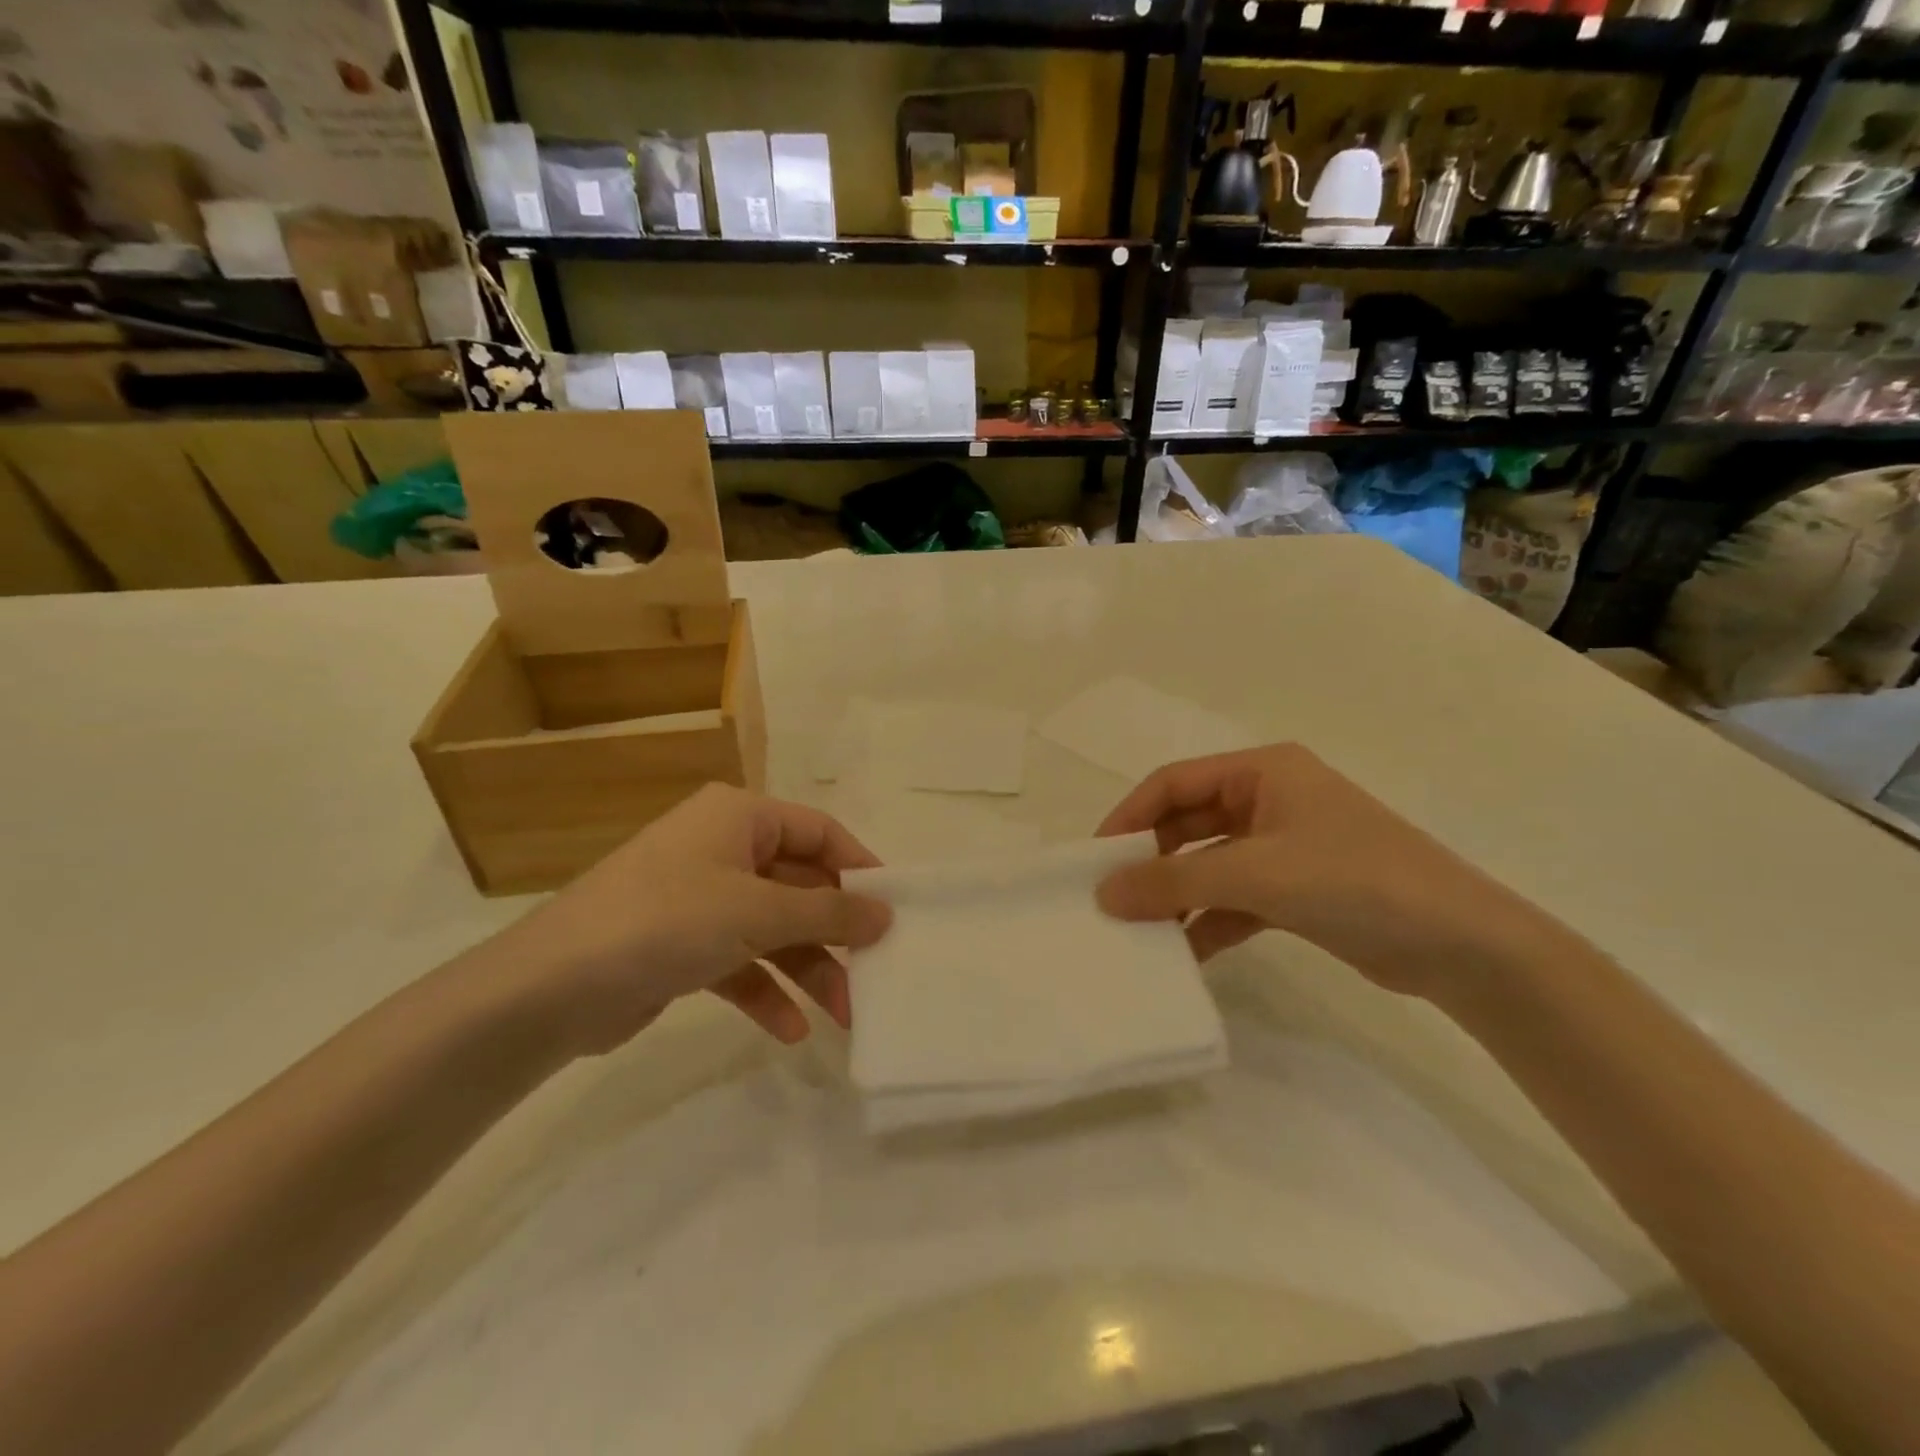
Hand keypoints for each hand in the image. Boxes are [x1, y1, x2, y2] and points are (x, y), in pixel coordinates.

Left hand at [478, 784, 891, 1056]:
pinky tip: (789, 1031)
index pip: (819, 831)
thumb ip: (828, 911)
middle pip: (799, 884)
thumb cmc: (666, 921)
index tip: (895, 908)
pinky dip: (766, 991)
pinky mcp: (682, 946)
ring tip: (843, 1016)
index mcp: (739, 817)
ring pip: (773, 928)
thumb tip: (885, 912)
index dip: (860, 866)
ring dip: (807, 969)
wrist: (549, 990)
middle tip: (874, 974)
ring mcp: (700, 899)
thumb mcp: (758, 911)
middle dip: (834, 933)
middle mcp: (722, 849)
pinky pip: (740, 962)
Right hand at [1095, 744, 1565, 1000]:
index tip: (1095, 859)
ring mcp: (1284, 847)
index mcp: (1262, 772)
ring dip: (1177, 895)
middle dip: (1150, 860)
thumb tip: (1104, 893)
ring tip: (1142, 932)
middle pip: (1188, 823)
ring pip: (1209, 864)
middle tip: (1113, 899)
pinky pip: (1235, 899)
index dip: (1129, 816)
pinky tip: (1185, 953)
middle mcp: (1269, 801)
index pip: (1174, 783)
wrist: (1463, 946)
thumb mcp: (1256, 873)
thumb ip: (1175, 880)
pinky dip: (1208, 921)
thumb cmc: (1355, 881)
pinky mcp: (1296, 891)